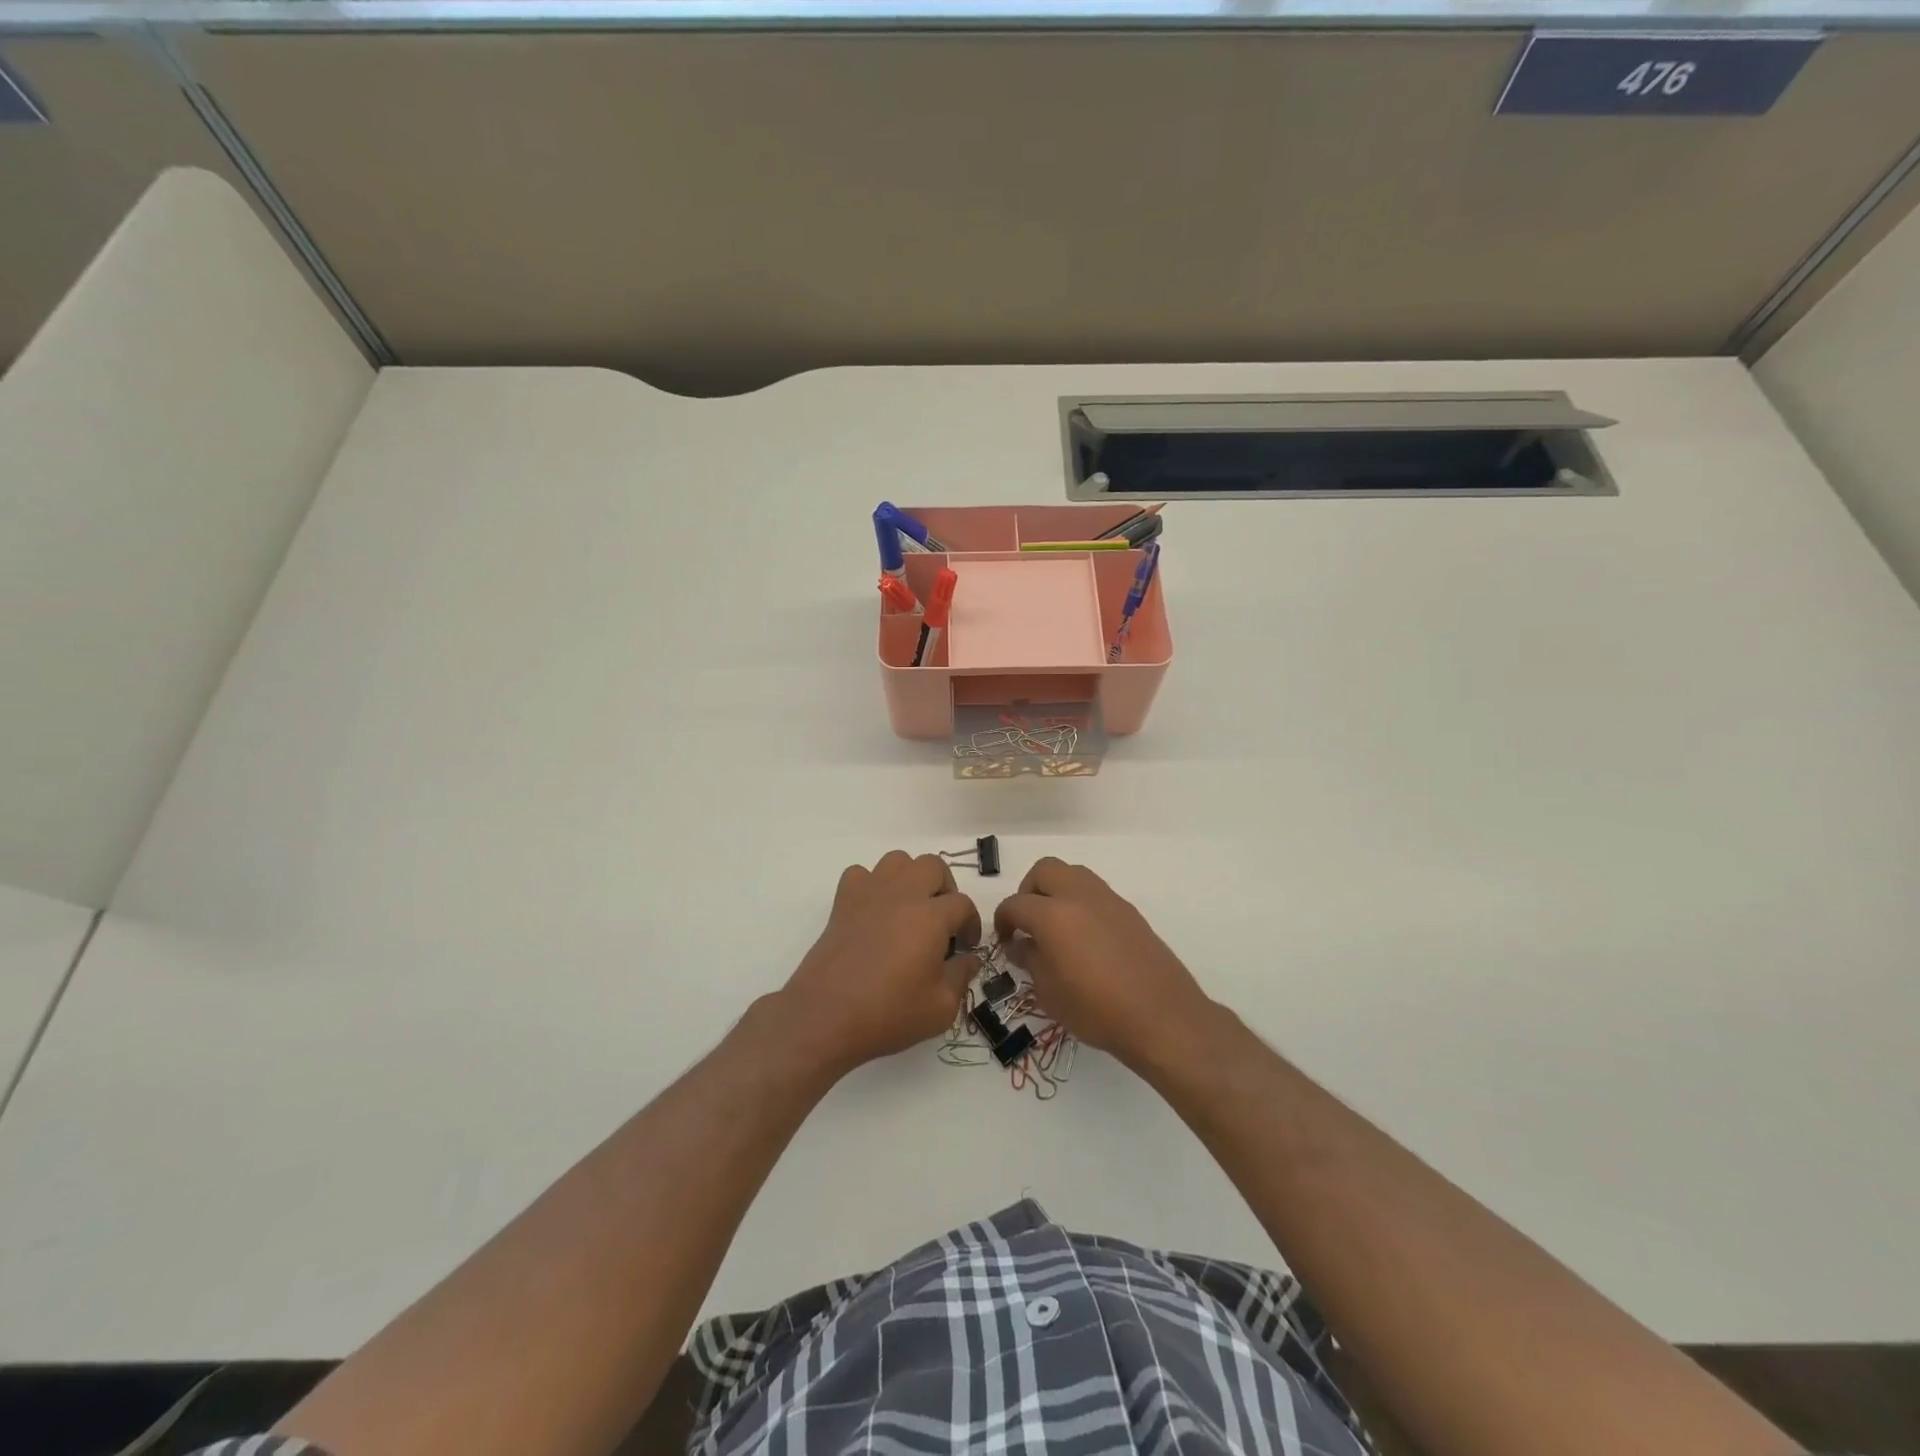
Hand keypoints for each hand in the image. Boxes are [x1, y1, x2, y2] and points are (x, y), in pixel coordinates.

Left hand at [775, 851, 980, 1076]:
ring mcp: (869, 894)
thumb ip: (961, 977)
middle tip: (942, 920)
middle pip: (933, 866)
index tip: (965, 947)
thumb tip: (969, 959)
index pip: (963, 904)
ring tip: (910, 908)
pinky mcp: (843, 903)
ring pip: (897, 860)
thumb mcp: (940, 1008)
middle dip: (945, 889)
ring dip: (910, 878)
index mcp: (931, 916)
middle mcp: (902, 894)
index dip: (971, 924)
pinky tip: (874, 911)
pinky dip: (871, 885)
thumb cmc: (889, 1014)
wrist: (826, 1016)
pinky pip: (861, 874)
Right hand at [993, 857, 1211, 1068]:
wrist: (1162, 1016)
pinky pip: (1095, 892)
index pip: (1015, 904)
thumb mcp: (1049, 993)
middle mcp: (1079, 896)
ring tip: (1055, 927)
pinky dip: (1080, 902)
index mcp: (1053, 915)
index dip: (1002, 920)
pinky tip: (1083, 937)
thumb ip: (1030, 960)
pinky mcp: (1129, 910)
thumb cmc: (1097, 1010)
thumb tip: (1020, 944)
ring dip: (1056, 891)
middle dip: (1029, 891)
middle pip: (1044, 871)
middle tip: (1027, 922)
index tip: (1004, 940)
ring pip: (1072, 874)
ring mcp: (1108, 899)